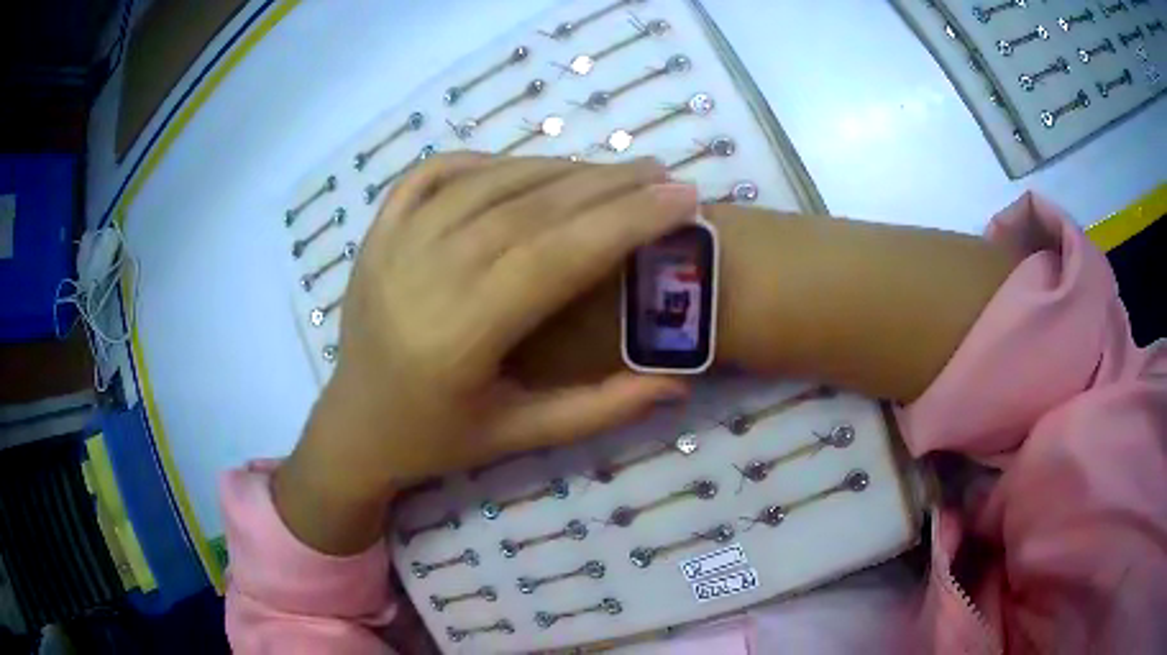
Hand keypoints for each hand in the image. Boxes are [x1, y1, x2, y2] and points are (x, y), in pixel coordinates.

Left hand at [275, 154, 698, 552]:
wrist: (353, 427)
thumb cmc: (434, 440)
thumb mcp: (520, 435)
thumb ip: (601, 408)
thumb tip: (678, 381)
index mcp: (458, 336)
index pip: (556, 256)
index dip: (626, 220)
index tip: (682, 197)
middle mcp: (421, 276)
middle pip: (528, 209)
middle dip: (606, 185)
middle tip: (660, 173)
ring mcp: (391, 245)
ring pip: (487, 183)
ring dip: (556, 168)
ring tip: (610, 171)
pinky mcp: (376, 232)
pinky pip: (433, 174)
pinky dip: (483, 161)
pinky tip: (522, 167)